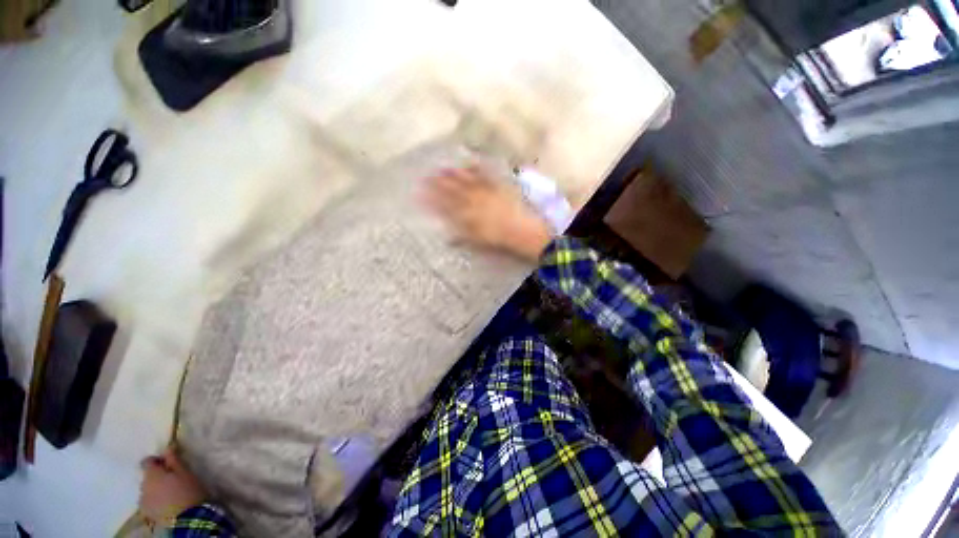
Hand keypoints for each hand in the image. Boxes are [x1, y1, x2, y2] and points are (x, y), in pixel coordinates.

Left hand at [139, 447, 207, 526]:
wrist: (187, 519)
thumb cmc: (188, 491)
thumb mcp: (185, 472)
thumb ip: (174, 460)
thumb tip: (167, 447)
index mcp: (152, 475)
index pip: (147, 462)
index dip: (156, 460)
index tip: (168, 461)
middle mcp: (143, 486)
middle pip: (147, 476)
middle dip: (157, 476)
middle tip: (173, 478)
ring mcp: (143, 501)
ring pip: (148, 489)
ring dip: (156, 488)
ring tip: (171, 491)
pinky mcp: (147, 512)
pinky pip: (149, 500)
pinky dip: (156, 498)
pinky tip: (167, 501)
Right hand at [422, 165, 553, 261]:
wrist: (521, 230)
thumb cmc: (499, 239)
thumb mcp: (478, 241)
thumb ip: (461, 236)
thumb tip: (447, 236)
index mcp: (467, 215)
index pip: (445, 206)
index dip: (431, 200)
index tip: (419, 194)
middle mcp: (473, 201)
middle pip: (452, 190)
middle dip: (437, 184)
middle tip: (424, 176)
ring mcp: (485, 191)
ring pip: (465, 180)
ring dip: (452, 173)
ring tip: (441, 167)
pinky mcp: (497, 186)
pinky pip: (485, 174)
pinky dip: (476, 167)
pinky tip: (469, 162)